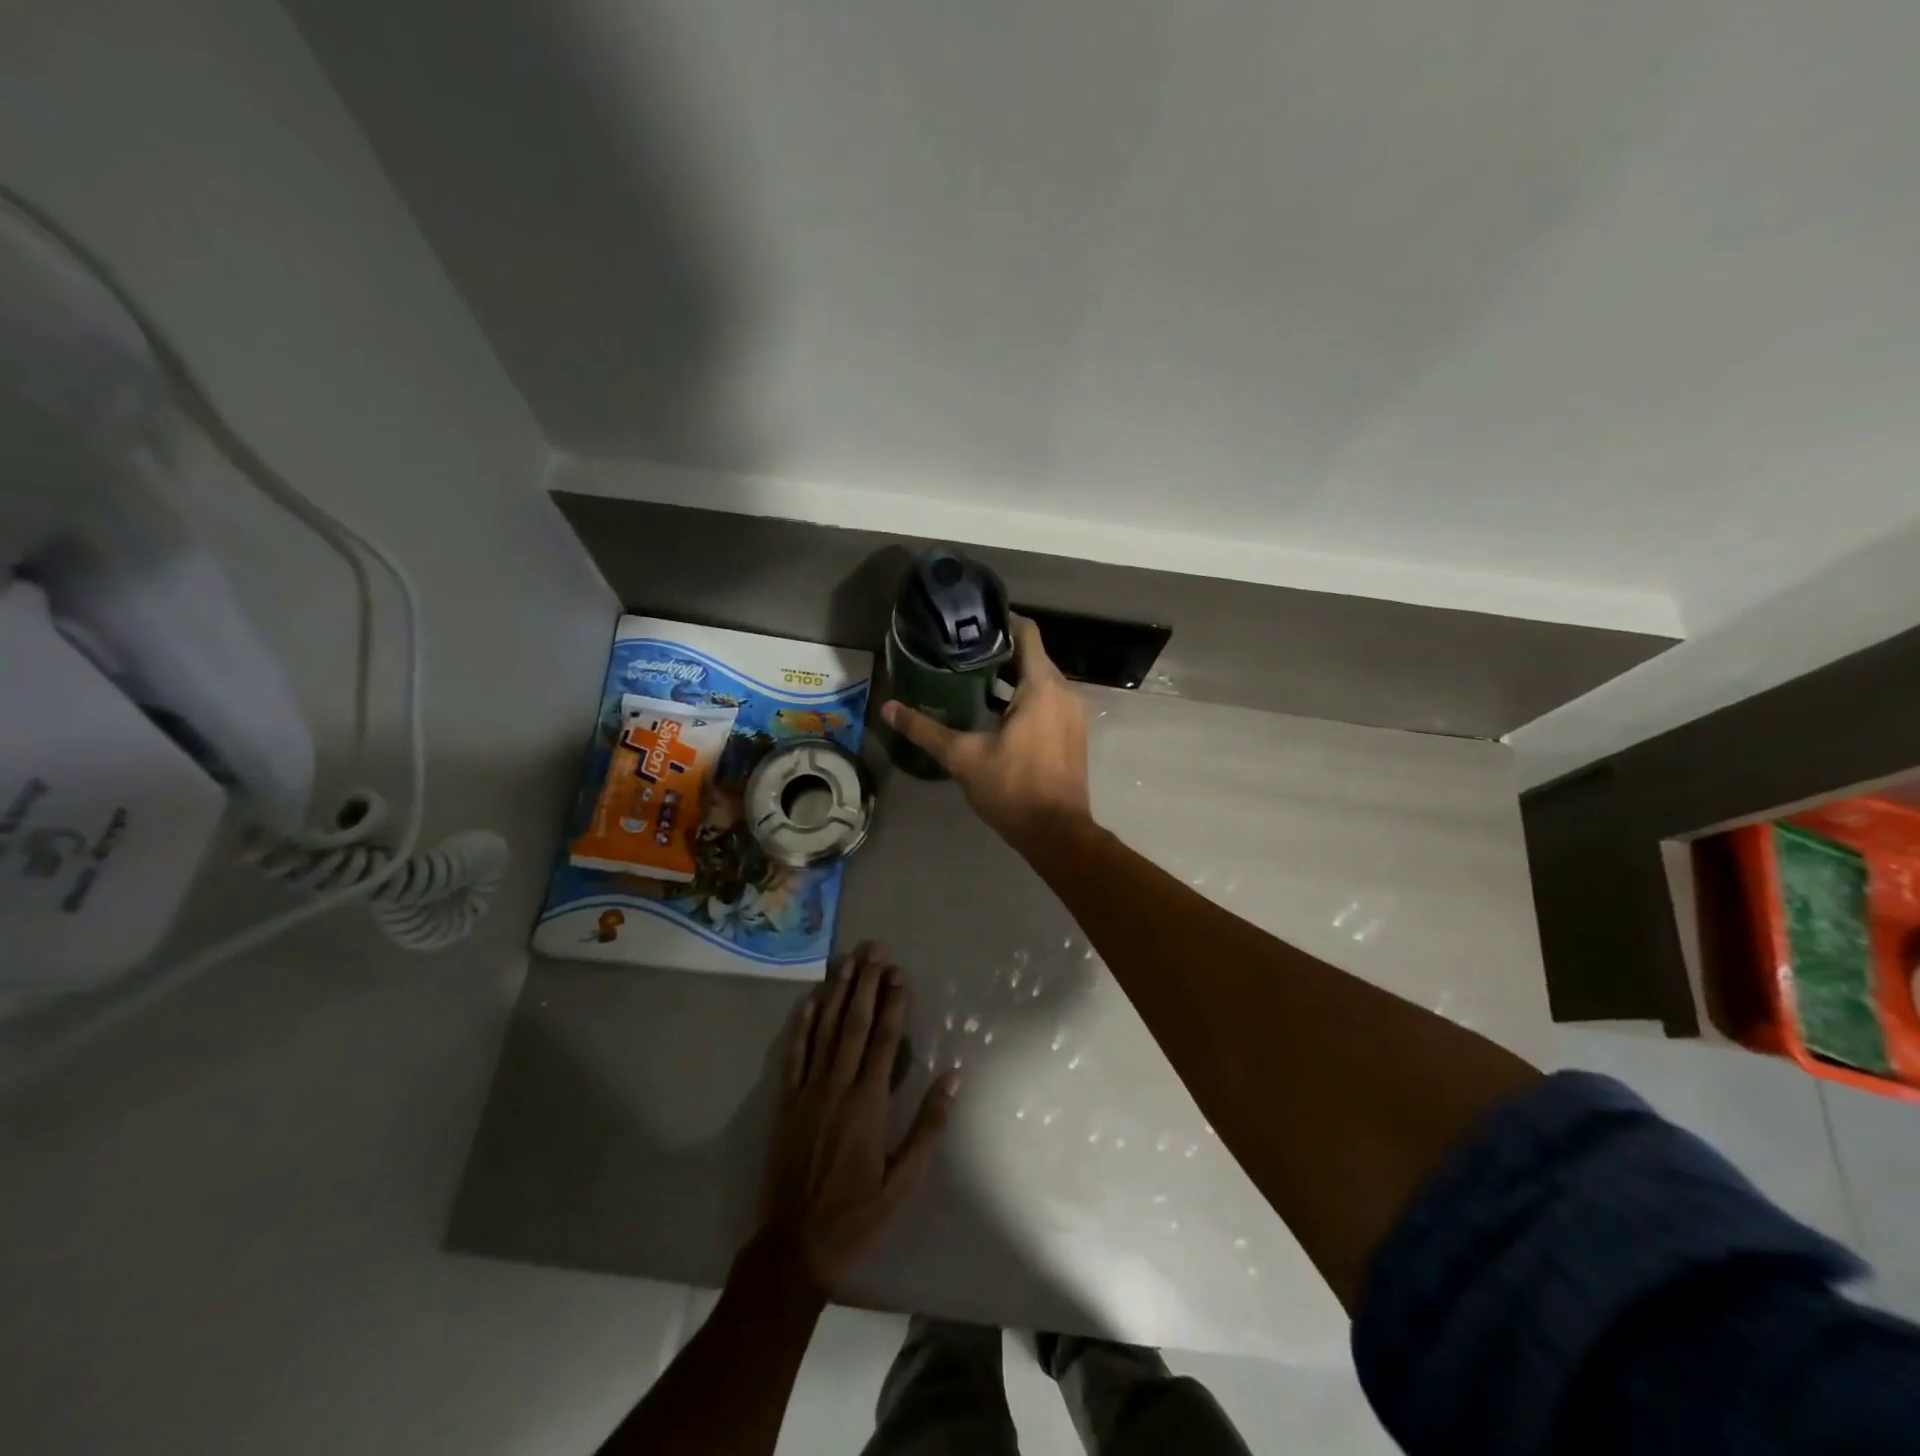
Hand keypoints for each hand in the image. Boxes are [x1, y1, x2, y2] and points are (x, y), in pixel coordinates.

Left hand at [757, 943, 958, 1295]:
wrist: (792, 1250)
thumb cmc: (856, 1219)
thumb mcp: (903, 1184)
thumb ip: (928, 1127)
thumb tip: (955, 1077)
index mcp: (868, 1104)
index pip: (884, 1040)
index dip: (893, 1003)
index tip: (900, 973)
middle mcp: (837, 1088)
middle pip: (853, 1024)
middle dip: (866, 984)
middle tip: (874, 949)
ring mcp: (807, 1093)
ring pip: (824, 1031)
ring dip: (837, 993)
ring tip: (848, 961)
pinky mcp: (786, 1105)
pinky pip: (794, 1056)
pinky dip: (802, 1026)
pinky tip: (809, 1002)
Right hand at [882, 616, 1091, 850]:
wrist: (1056, 833)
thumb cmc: (1012, 788)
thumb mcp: (963, 757)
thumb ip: (925, 730)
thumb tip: (888, 708)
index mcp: (1042, 686)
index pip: (1026, 633)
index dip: (999, 622)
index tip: (970, 624)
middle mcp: (1065, 691)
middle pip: (1032, 656)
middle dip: (998, 652)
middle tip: (960, 653)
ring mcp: (1074, 713)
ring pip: (1041, 681)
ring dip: (1010, 678)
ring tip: (971, 679)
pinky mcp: (1073, 733)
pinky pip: (1049, 701)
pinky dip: (1025, 698)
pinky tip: (995, 712)